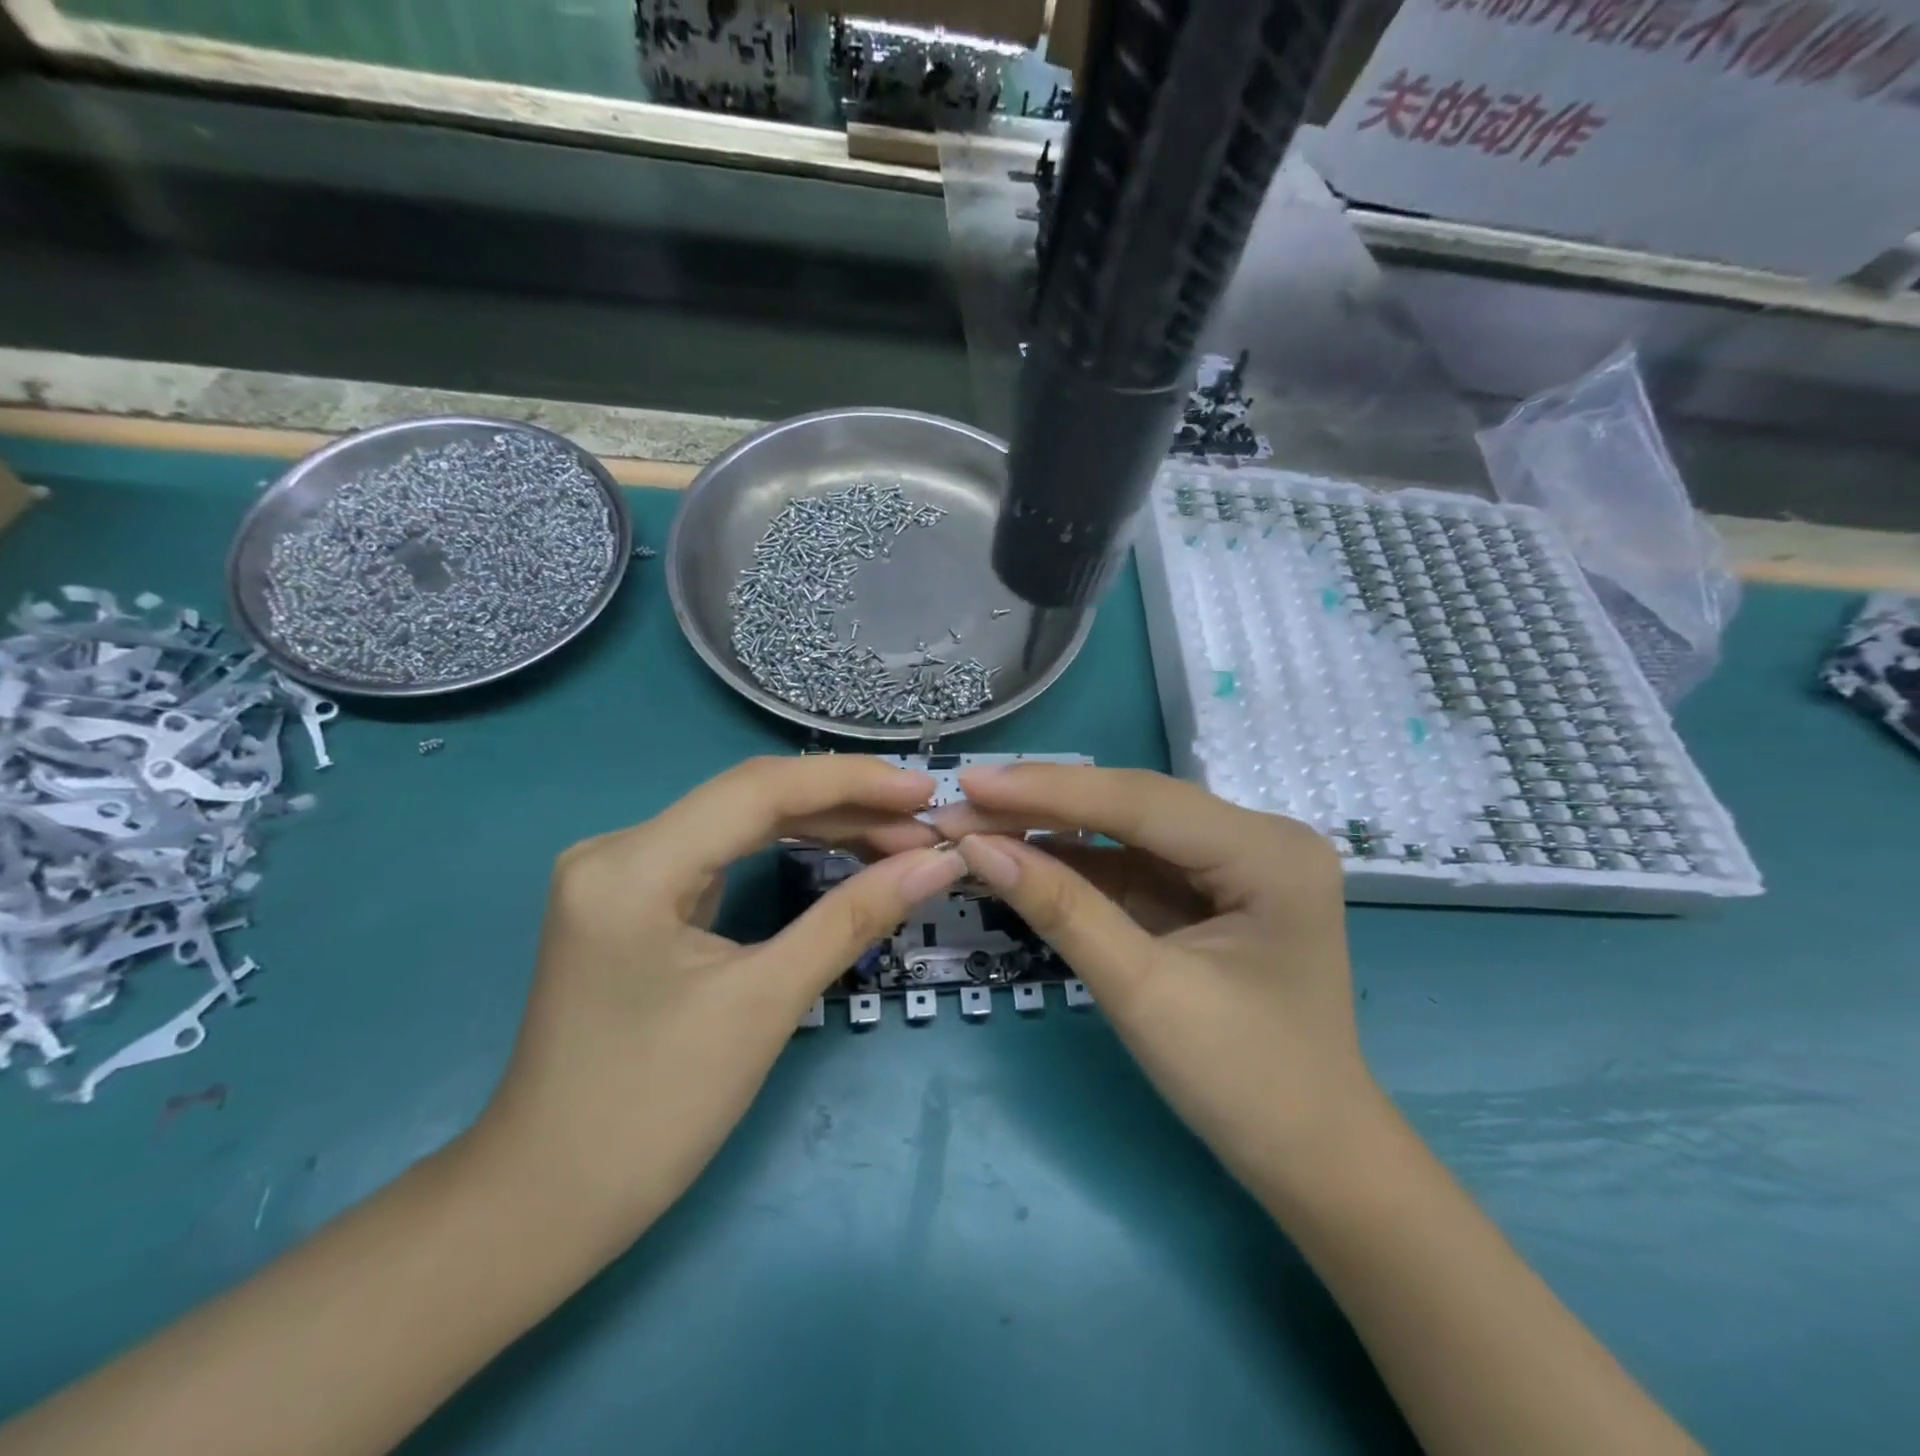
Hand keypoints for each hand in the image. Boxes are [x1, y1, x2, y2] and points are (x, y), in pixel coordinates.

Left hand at [468, 755, 963, 1252]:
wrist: (547, 1202)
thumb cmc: (654, 1111)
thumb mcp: (766, 1004)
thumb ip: (854, 918)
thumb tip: (938, 863)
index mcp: (632, 865)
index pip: (759, 790)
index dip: (851, 783)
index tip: (927, 794)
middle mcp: (618, 847)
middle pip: (750, 799)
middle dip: (845, 806)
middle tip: (924, 826)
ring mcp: (620, 872)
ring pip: (738, 823)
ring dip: (820, 825)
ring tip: (897, 838)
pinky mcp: (633, 899)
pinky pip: (722, 853)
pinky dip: (785, 850)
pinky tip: (836, 851)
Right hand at [931, 764, 1377, 1200]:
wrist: (1310, 1161)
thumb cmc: (1243, 1084)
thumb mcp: (1143, 992)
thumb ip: (1062, 909)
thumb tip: (978, 848)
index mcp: (1267, 852)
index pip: (1141, 802)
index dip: (1049, 790)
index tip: (971, 782)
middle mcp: (1258, 838)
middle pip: (1133, 806)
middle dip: (1043, 806)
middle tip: (962, 805)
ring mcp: (1234, 862)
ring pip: (1126, 829)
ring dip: (1052, 830)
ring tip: (977, 825)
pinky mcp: (1208, 889)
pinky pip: (1132, 862)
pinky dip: (1075, 862)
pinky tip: (1022, 853)